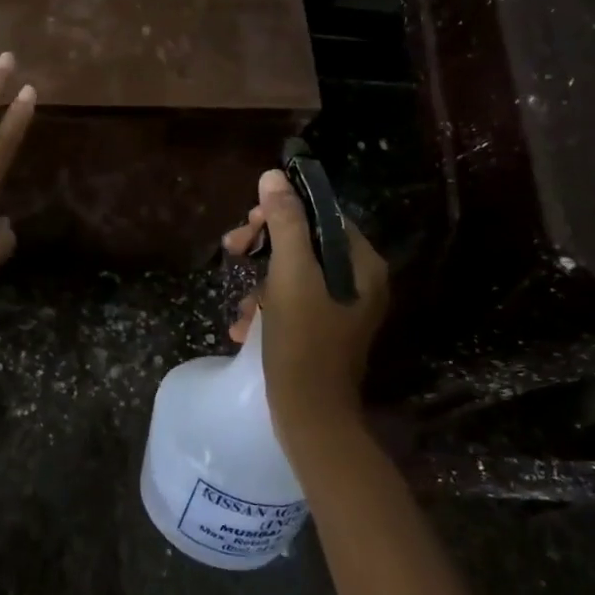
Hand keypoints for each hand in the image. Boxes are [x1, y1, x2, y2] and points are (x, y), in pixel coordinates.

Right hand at [222, 169, 388, 445]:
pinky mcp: (322, 331)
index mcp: (361, 264)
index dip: (283, 211)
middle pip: (305, 242)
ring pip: (292, 273)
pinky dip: (266, 309)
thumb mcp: (290, 275)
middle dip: (264, 247)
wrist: (311, 418)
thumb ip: (285, 223)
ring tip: (240, 309)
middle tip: (232, 249)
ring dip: (259, 284)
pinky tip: (245, 328)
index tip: (250, 223)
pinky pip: (291, 302)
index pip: (322, 215)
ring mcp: (340, 308)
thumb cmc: (303, 342)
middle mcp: (358, 282)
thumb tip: (274, 176)